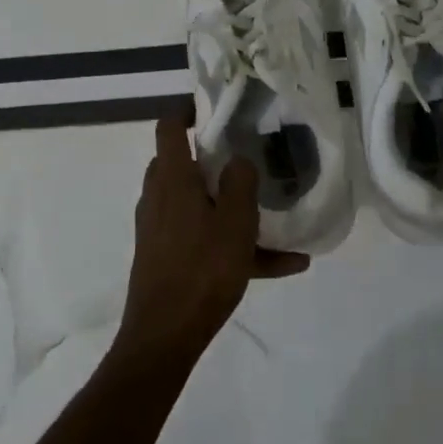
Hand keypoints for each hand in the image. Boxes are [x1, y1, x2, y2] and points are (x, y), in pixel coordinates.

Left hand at [118, 112, 310, 365]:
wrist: (165, 336)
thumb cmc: (202, 270)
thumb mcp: (235, 222)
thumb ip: (240, 183)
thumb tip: (238, 160)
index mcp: (172, 180)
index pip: (169, 128)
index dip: (187, 110)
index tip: (214, 107)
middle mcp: (159, 198)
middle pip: (183, 165)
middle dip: (213, 159)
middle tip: (247, 157)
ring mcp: (160, 229)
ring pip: (198, 204)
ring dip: (231, 207)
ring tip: (274, 218)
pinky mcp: (166, 257)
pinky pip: (204, 239)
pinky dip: (234, 244)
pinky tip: (283, 266)